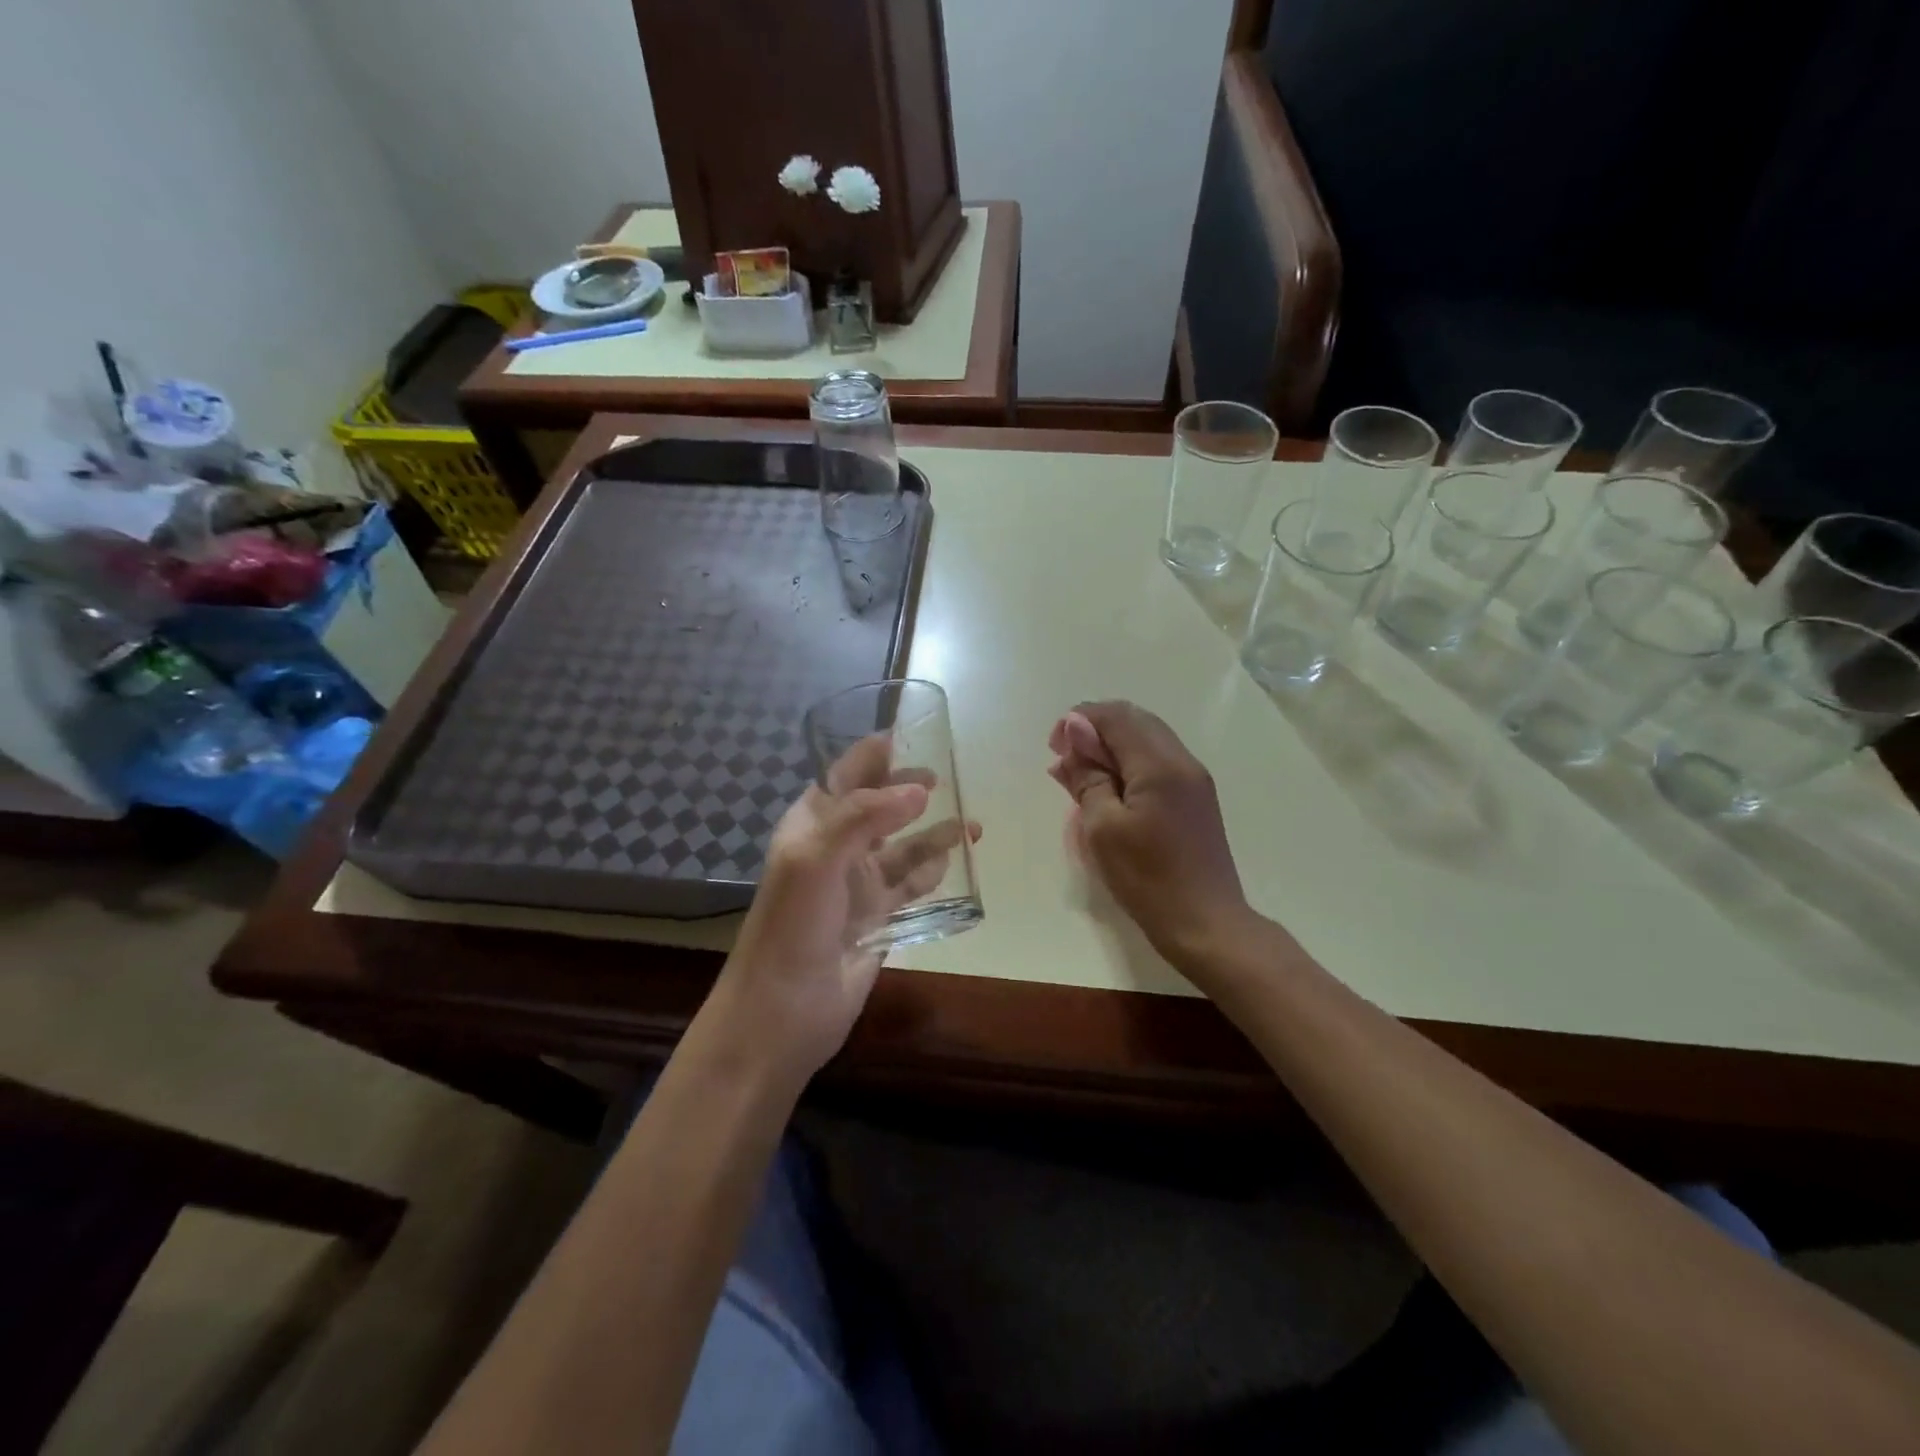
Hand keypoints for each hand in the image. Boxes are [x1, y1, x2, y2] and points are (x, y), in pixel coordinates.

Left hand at [707, 736, 978, 1083]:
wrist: (783, 1010)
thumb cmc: (792, 925)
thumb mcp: (816, 858)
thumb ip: (865, 816)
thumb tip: (920, 788)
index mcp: (812, 825)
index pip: (845, 775)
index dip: (876, 754)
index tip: (916, 733)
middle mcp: (838, 848)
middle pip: (880, 806)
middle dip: (911, 789)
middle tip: (948, 777)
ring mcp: (860, 884)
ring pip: (905, 847)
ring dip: (934, 832)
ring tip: (972, 822)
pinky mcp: (881, 916)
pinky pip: (915, 884)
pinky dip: (936, 870)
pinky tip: (960, 861)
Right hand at [1047, 700, 1255, 967]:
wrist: (1207, 925)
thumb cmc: (1148, 879)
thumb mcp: (1103, 829)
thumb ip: (1088, 776)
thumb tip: (1076, 731)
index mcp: (1159, 765)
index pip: (1116, 717)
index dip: (1080, 721)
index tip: (1054, 747)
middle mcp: (1182, 761)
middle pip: (1134, 720)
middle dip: (1094, 729)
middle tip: (1064, 759)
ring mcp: (1194, 780)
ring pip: (1147, 739)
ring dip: (1111, 747)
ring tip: (1080, 776)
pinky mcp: (1196, 799)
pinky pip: (1157, 762)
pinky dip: (1128, 764)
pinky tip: (1109, 790)